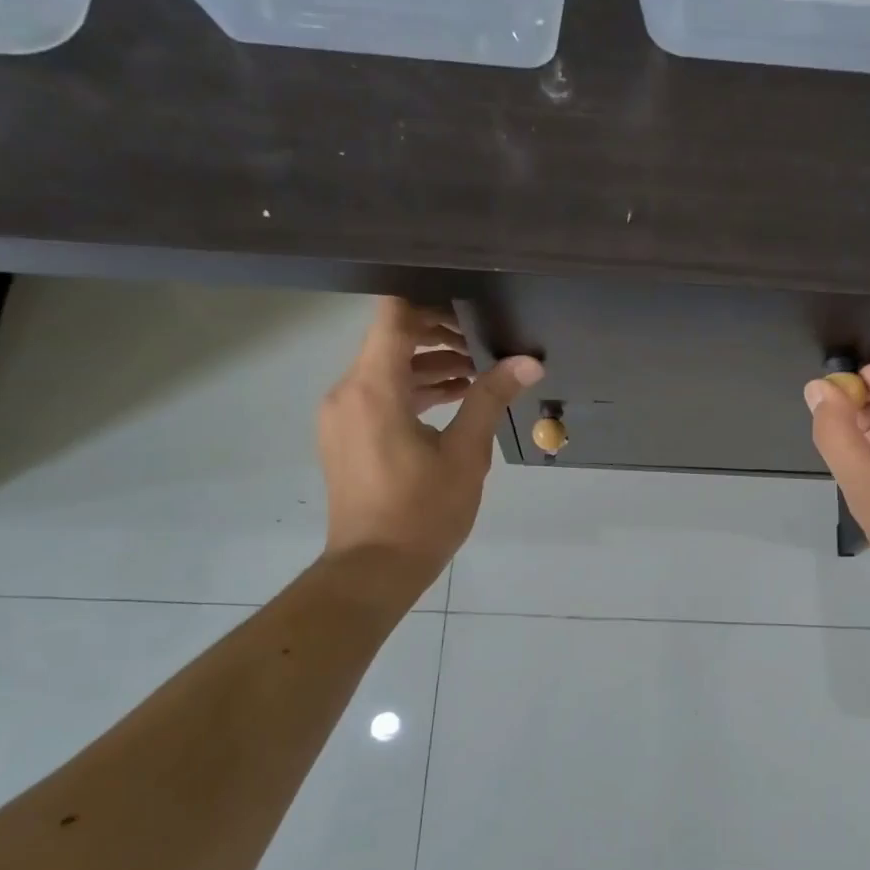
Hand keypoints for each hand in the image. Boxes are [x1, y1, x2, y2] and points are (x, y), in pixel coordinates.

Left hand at [319, 299, 542, 584]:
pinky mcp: (344, 435)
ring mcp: (341, 415)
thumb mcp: (466, 454)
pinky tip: (452, 398)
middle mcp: (347, 391)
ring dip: (427, 364)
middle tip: (484, 339)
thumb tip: (528, 362)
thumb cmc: (422, 511)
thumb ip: (490, 399)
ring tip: (477, 370)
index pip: (393, 316)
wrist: (373, 569)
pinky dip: (411, 390)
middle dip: (437, 333)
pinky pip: (378, 394)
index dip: (429, 300)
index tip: (470, 302)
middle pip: (389, 339)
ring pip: (385, 368)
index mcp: (373, 388)